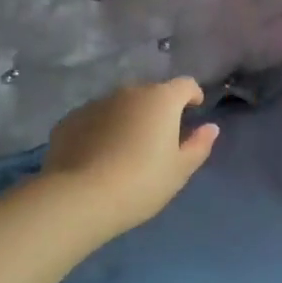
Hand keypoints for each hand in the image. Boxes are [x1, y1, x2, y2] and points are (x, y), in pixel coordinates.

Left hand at [41, 78, 219, 238]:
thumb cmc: (141, 183)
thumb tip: (210, 127)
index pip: (185, 85)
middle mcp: (128, 92)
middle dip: (158, 109)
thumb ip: (198, 145)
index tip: (194, 110)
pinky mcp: (70, 119)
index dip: (193, 95)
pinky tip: (98, 156)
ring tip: (126, 149)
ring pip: (120, 105)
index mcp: (161, 99)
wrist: (79, 197)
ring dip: (128, 118)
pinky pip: (95, 119)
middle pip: (151, 93)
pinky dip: (101, 130)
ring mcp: (96, 103)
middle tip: (159, 139)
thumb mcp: (179, 170)